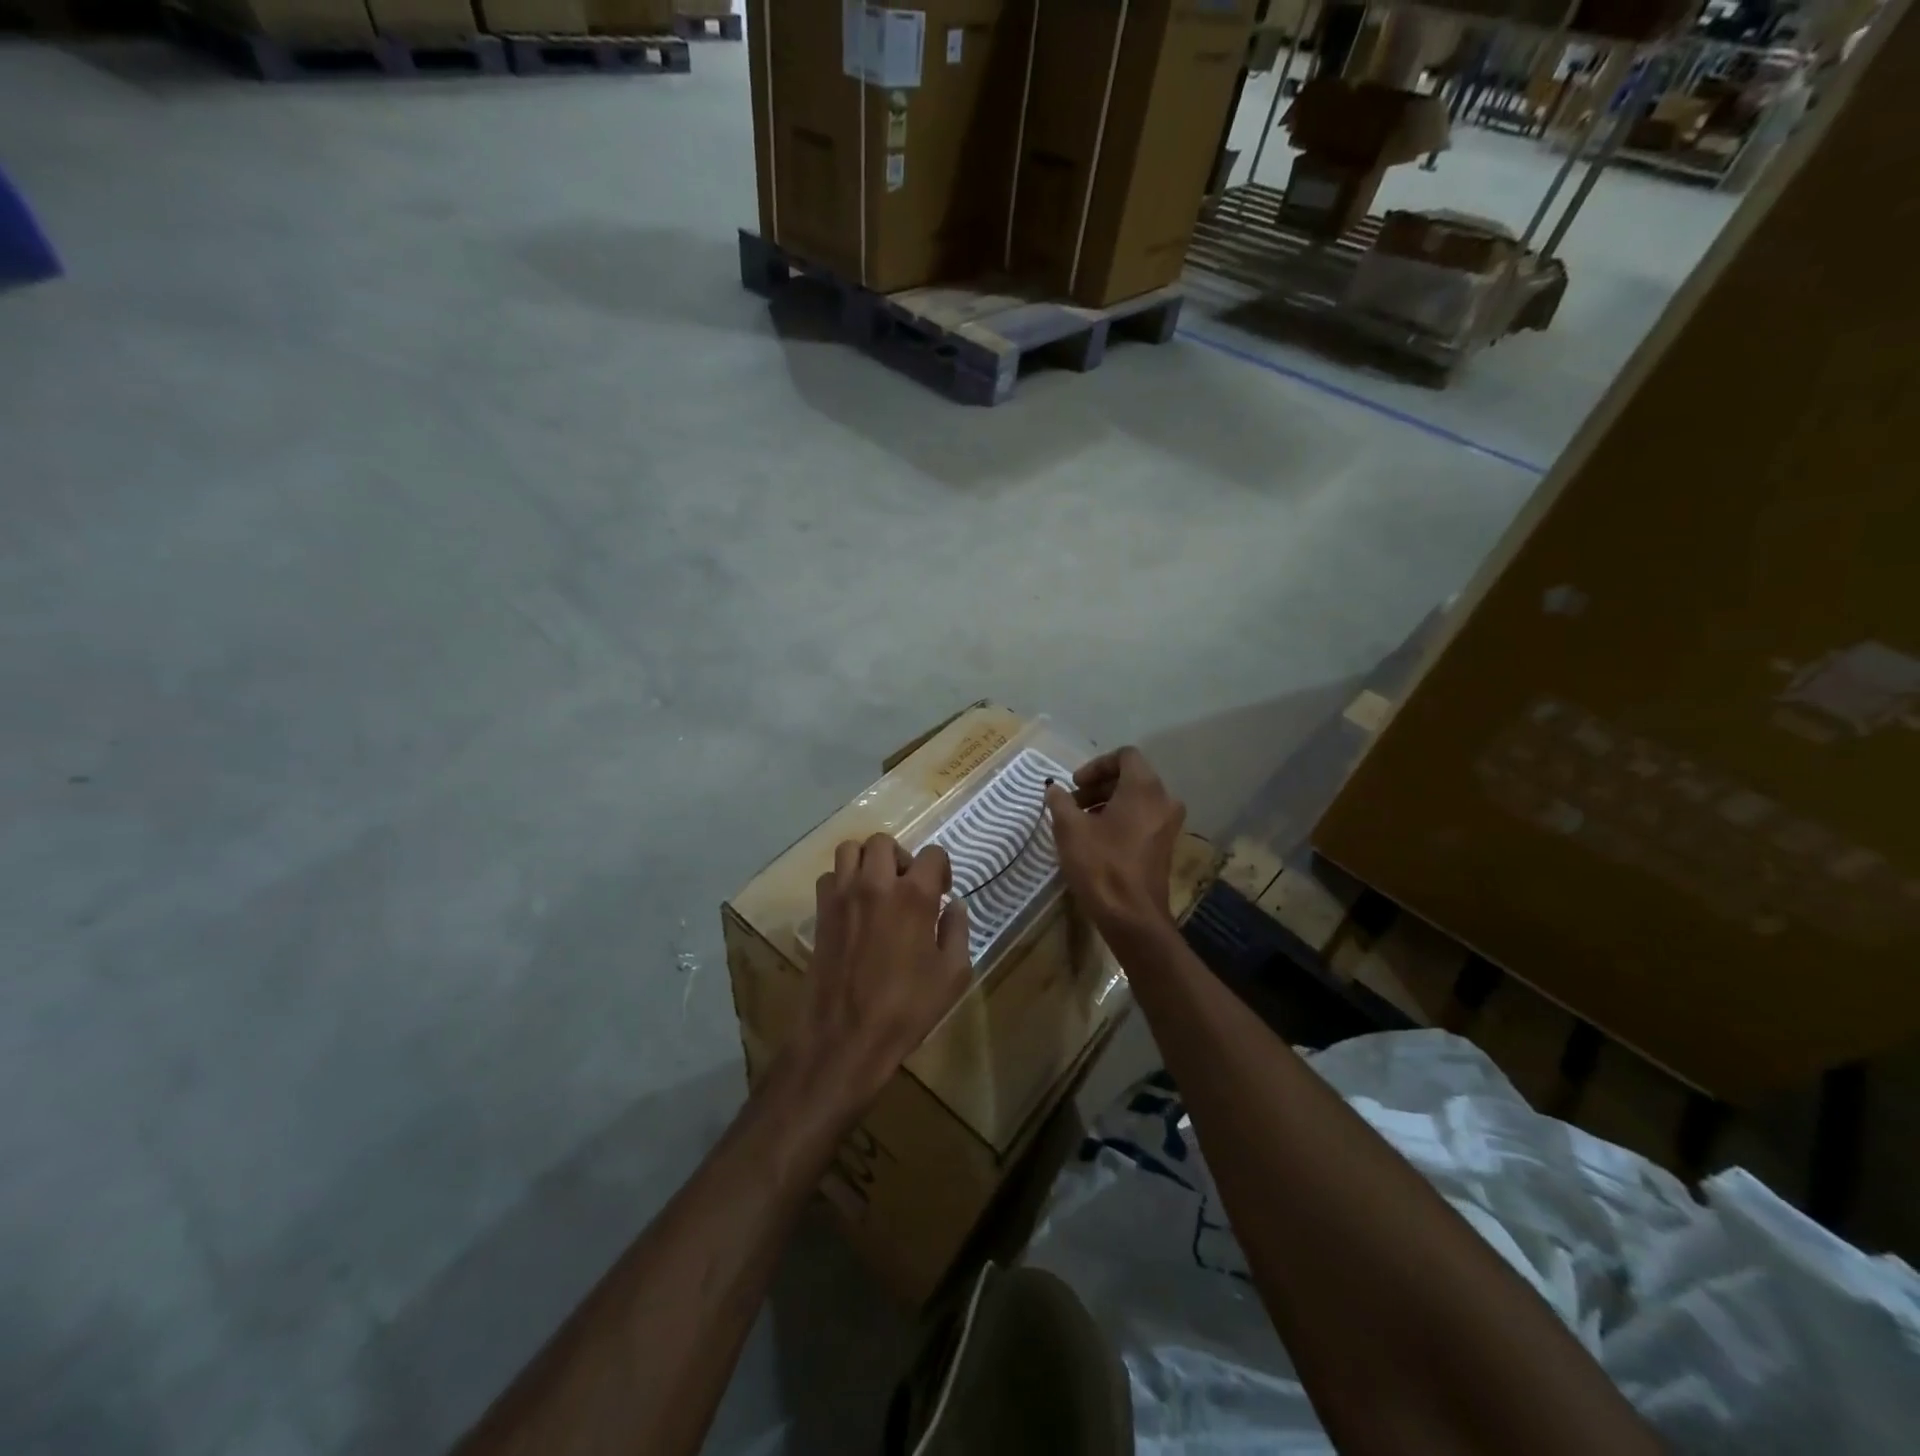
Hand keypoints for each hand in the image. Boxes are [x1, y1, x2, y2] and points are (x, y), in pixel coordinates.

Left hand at [793, 835, 971, 1113]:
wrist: (845, 1038)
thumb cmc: (907, 1009)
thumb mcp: (952, 975)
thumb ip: (958, 931)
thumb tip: (955, 905)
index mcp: (914, 896)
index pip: (932, 854)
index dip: (941, 868)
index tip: (942, 891)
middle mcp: (875, 884)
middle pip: (884, 842)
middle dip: (901, 857)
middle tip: (908, 886)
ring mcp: (842, 896)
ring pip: (850, 850)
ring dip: (867, 861)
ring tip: (877, 888)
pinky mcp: (820, 913)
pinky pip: (830, 877)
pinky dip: (843, 882)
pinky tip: (854, 907)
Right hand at [1045, 748, 1185, 938]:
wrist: (1132, 916)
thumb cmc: (1100, 865)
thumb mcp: (1069, 829)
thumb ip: (1060, 801)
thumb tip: (1054, 789)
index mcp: (1144, 788)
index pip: (1125, 755)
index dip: (1096, 765)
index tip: (1075, 785)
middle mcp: (1163, 800)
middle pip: (1131, 777)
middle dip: (1099, 785)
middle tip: (1073, 803)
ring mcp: (1168, 824)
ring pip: (1136, 799)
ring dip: (1107, 803)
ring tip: (1080, 823)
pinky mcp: (1164, 845)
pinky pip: (1142, 818)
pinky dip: (1120, 819)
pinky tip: (1096, 839)